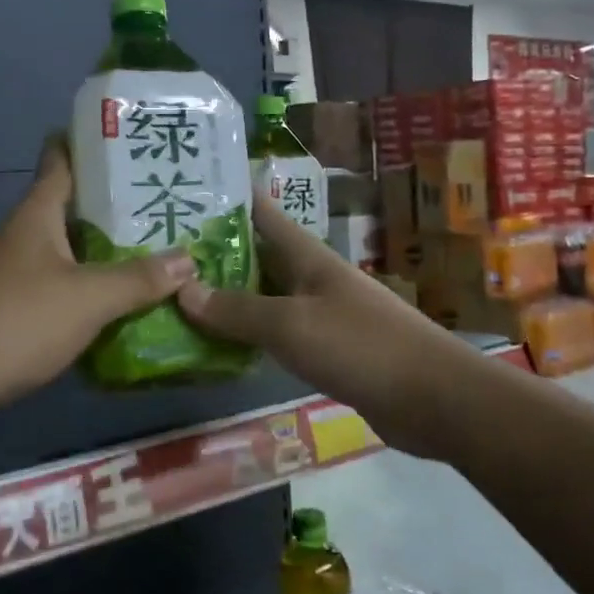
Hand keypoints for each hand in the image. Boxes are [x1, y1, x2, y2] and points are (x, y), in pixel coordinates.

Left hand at [0, 135, 195, 398]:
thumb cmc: (15, 321)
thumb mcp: (87, 298)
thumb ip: (138, 279)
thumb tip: (189, 259)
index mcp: (35, 216)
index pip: (60, 162)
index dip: (88, 144)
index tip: (127, 137)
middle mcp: (20, 237)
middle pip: (68, 209)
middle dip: (113, 205)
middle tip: (164, 203)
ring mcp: (8, 274)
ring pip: (64, 252)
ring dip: (101, 251)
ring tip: (151, 252)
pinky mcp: (5, 310)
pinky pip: (55, 287)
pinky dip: (85, 288)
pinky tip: (113, 304)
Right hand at [177, 195, 464, 451]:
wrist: (432, 399)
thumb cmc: (360, 347)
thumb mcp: (290, 325)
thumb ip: (237, 310)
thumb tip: (182, 290)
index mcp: (308, 257)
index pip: (262, 214)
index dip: (226, 200)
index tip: (183, 194)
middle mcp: (312, 278)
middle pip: (257, 257)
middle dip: (214, 254)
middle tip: (161, 256)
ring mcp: (321, 314)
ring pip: (264, 298)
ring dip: (227, 298)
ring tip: (176, 298)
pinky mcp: (326, 350)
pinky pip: (277, 334)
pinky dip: (248, 335)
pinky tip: (218, 345)